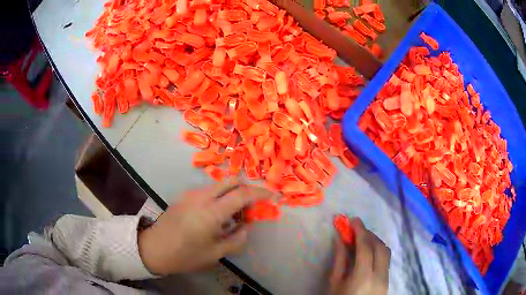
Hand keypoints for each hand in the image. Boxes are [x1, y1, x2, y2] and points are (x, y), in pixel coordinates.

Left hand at [138, 181, 274, 274]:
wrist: (154, 248)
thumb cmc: (185, 255)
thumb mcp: (214, 254)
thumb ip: (236, 239)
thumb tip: (246, 227)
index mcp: (211, 212)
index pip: (242, 194)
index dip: (261, 193)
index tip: (273, 196)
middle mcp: (202, 196)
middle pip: (231, 181)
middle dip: (248, 188)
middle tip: (254, 204)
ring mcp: (191, 194)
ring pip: (220, 184)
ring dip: (233, 192)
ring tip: (236, 213)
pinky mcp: (185, 196)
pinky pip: (209, 190)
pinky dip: (221, 195)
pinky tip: (218, 213)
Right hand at [329, 217, 390, 294]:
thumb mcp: (335, 282)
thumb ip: (340, 260)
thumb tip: (340, 239)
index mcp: (363, 277)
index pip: (366, 248)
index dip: (360, 231)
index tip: (354, 220)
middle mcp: (379, 276)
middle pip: (380, 247)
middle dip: (369, 235)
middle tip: (357, 229)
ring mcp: (386, 279)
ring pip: (386, 252)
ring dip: (375, 242)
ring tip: (362, 239)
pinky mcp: (388, 281)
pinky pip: (386, 260)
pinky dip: (378, 251)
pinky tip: (368, 252)